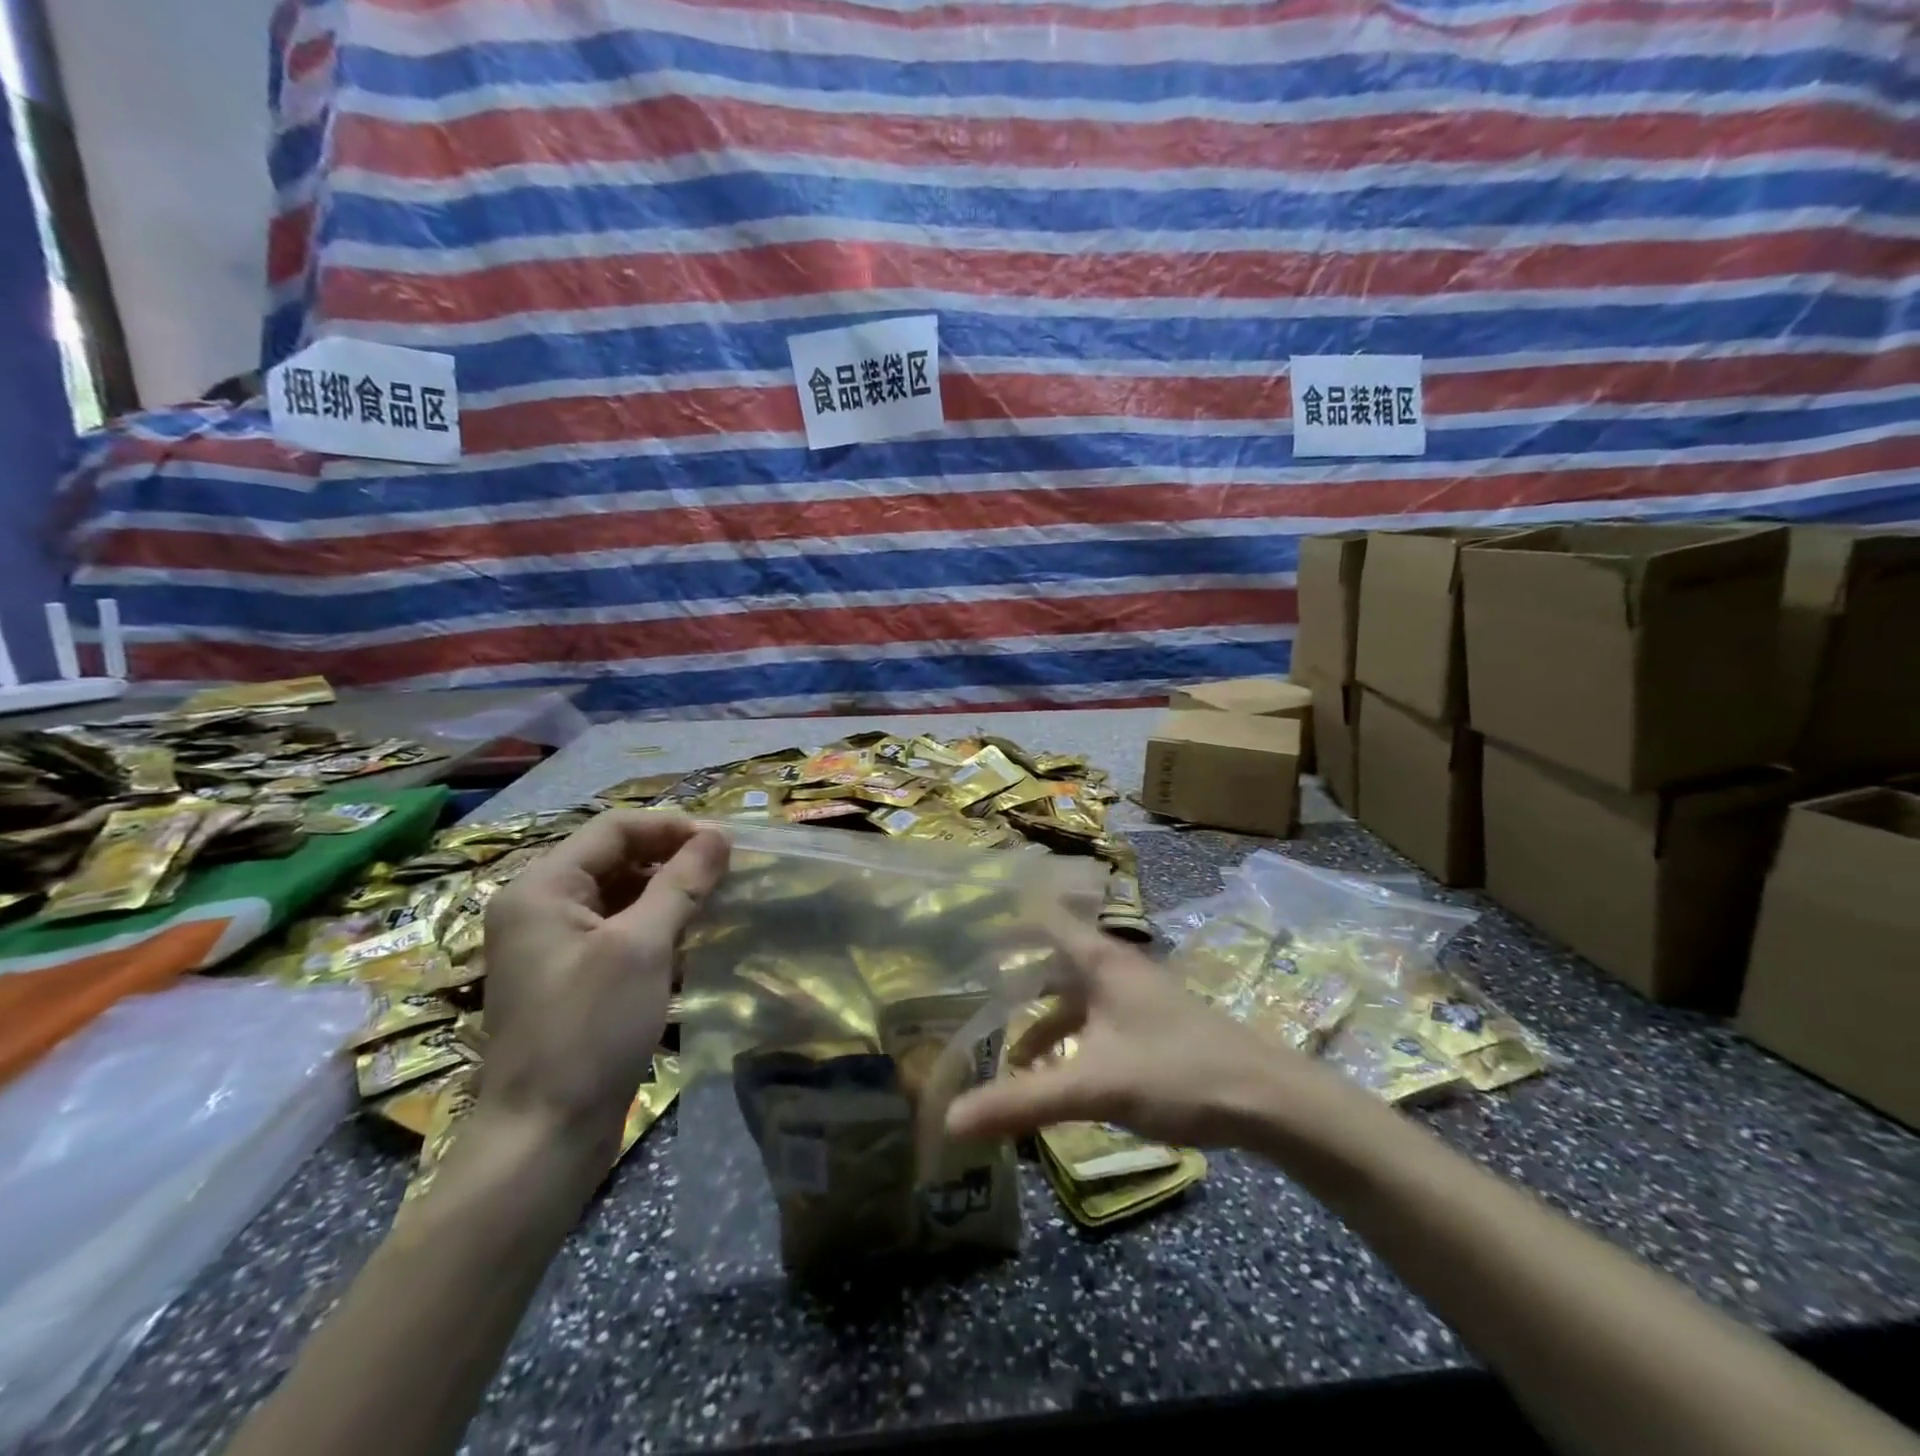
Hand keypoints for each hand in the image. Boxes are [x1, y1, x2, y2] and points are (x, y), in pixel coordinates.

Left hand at [479, 812, 728, 1158]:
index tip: (726, 843)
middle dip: (672, 857)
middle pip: (616, 857)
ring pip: (620, 894)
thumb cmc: (590, 1030)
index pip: (615, 829)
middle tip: (727, 871)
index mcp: (542, 888)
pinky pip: (618, 929)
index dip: (672, 827)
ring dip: (668, 891)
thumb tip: (719, 835)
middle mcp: (540, 906)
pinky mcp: (572, 975)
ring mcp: (554, 944)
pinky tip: (692, 936)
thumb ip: (682, 883)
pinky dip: (655, 924)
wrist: (545, 1136)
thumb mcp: (642, 947)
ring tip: (718, 899)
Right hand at [946, 919, 1360, 1153]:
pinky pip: (1097, 1021)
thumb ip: (1023, 1101)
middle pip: (1053, 961)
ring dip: (1043, 1020)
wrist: (1271, 1101)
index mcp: (1100, 960)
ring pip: (1076, 997)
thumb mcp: (1095, 1087)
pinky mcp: (1153, 1026)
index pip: (1043, 918)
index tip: (964, 930)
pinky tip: (1060, 1077)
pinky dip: (1071, 1041)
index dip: (1005, 918)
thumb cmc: (1178, 1073)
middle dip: (1014, 979)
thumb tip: (950, 1120)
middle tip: (970, 997)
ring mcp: (1137, 997)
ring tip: (1009, 1055)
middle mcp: (1116, 968)